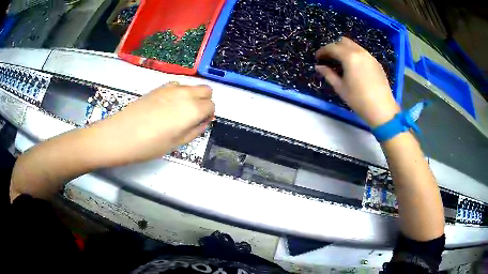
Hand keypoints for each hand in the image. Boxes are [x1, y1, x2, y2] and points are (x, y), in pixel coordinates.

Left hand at [90, 82, 214, 165]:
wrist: (121, 134)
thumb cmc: (150, 145)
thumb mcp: (177, 143)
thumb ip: (195, 130)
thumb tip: (203, 122)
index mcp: (192, 109)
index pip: (211, 106)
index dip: (208, 115)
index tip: (200, 124)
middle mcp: (185, 93)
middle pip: (206, 90)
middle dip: (204, 101)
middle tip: (193, 116)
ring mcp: (171, 88)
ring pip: (191, 86)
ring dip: (192, 96)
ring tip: (178, 112)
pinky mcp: (158, 87)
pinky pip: (177, 85)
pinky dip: (179, 93)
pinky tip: (167, 106)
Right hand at [315, 37, 399, 127]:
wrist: (382, 109)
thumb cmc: (359, 100)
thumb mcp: (340, 88)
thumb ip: (328, 74)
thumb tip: (318, 67)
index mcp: (349, 57)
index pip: (332, 47)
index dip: (322, 51)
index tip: (317, 58)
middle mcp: (360, 52)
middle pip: (343, 41)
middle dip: (334, 47)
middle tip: (329, 59)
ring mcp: (370, 56)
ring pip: (354, 46)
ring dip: (345, 50)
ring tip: (341, 63)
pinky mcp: (376, 63)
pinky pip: (363, 52)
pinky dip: (355, 55)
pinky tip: (354, 67)